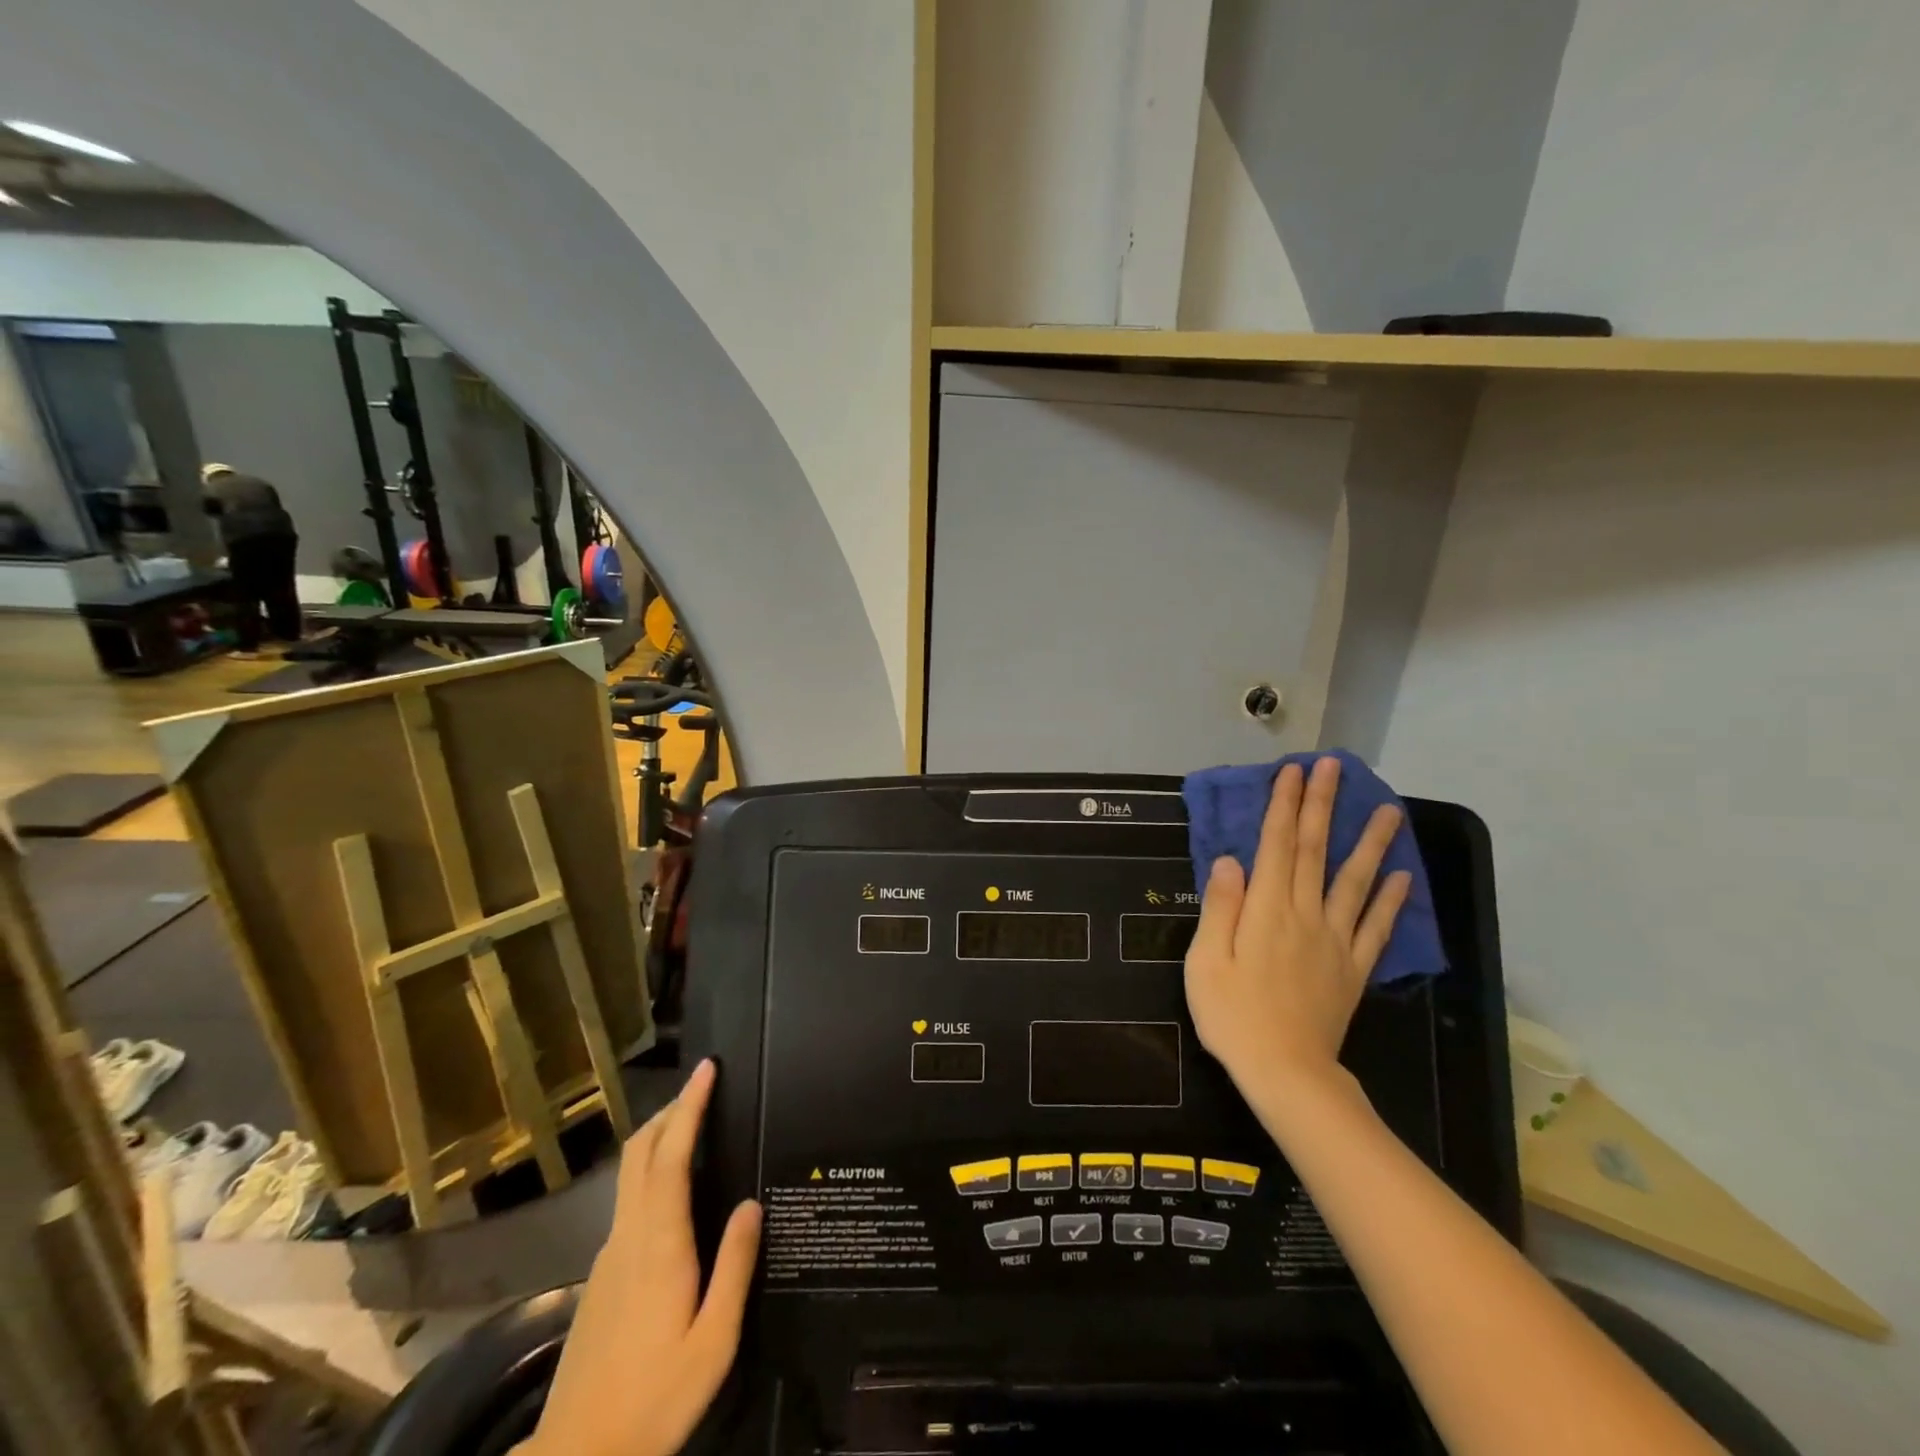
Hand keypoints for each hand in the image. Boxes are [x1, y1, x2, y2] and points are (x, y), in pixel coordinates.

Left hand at [522, 1059, 761, 1455]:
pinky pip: (628, 1203)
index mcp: (659, 1245)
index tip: (706, 1070)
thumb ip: (735, 1267)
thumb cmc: (654, 1400)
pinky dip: (652, 1174)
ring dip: (659, 1139)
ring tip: (695, 1129)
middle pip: (638, 1153)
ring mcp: (607, 1257)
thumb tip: (752, 1203)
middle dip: (669, 1111)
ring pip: (630, 1175)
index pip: (670, 1156)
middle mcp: (627, 1237)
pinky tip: (675, 1197)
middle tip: (702, 1088)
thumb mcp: (713, 1342)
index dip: (688, 1107)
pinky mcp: (599, 1278)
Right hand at [1185, 757, 1412, 1107]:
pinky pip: (1376, 928)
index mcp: (1266, 909)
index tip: (1294, 771)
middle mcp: (1304, 914)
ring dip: (1370, 843)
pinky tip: (1402, 876)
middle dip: (1322, 805)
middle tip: (1335, 767)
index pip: (1275, 844)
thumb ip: (1220, 907)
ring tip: (1387, 810)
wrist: (1286, 1073)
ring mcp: (1335, 940)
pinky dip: (1390, 900)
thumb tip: (1230, 860)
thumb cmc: (1232, 1015)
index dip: (1284, 805)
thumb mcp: (1206, 960)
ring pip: (1355, 881)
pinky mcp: (1353, 968)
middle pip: (1314, 850)